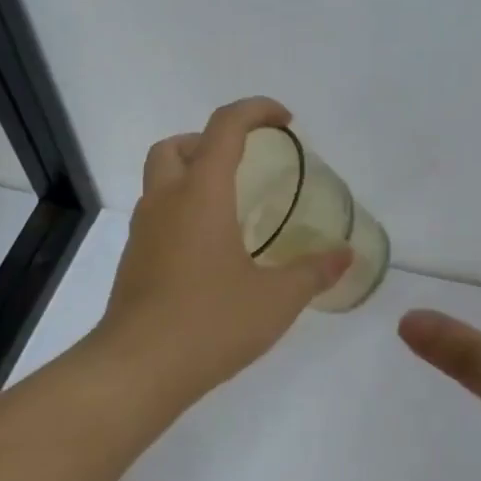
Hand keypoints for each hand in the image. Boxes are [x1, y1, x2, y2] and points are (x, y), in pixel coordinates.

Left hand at [95, 97, 351, 408]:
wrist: (137, 370)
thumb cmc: (211, 322)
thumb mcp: (276, 299)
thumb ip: (313, 271)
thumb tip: (345, 254)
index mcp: (201, 195)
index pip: (225, 127)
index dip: (256, 111)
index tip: (285, 121)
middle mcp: (165, 203)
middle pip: (176, 146)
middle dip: (210, 141)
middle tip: (245, 164)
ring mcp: (143, 233)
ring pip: (160, 181)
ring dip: (192, 176)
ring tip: (232, 208)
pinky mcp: (134, 262)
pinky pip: (157, 217)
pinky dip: (183, 212)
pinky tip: (211, 252)